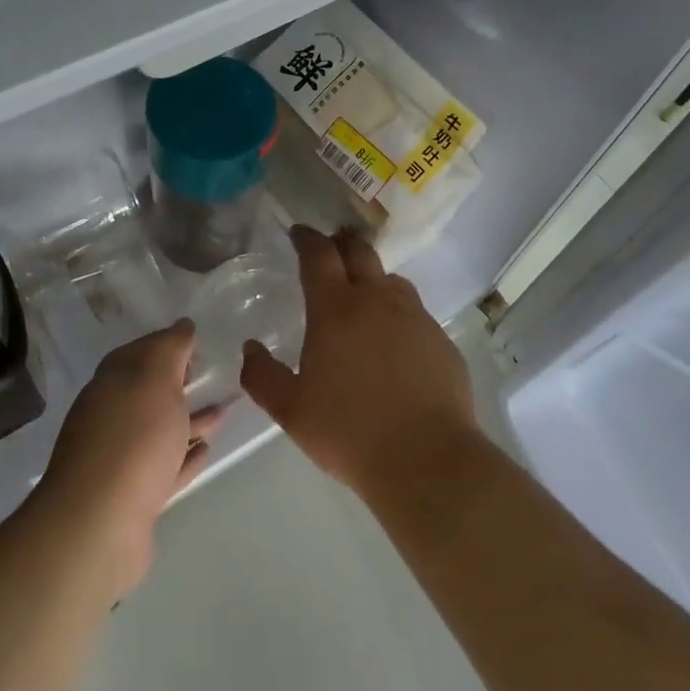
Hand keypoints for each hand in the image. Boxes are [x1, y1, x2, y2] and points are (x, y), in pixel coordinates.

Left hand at [36, 320, 223, 596]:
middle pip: (148, 391)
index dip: (167, 343)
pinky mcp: (133, 495)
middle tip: (209, 371)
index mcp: (112, 383)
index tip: (196, 339)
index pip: (140, 351)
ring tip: (223, 412)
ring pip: (159, 429)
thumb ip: (170, 348)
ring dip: (189, 418)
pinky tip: (204, 450)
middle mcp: (111, 416)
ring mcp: (120, 458)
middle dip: (177, 380)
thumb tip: (182, 325)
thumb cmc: (133, 439)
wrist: (98, 524)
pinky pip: (164, 466)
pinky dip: (183, 456)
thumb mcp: (155, 378)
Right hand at [240, 226, 478, 501]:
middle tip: (332, 245)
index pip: (318, 255)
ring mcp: (415, 317)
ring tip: (363, 293)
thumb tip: (249, 348)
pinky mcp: (440, 339)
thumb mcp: (291, 410)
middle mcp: (377, 300)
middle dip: (342, 242)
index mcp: (335, 310)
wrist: (426, 458)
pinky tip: (394, 340)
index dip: (306, 238)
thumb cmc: (348, 431)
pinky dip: (398, 312)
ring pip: (391, 280)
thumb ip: (262, 376)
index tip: (298, 232)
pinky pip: (415, 312)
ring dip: (373, 276)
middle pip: (360, 252)